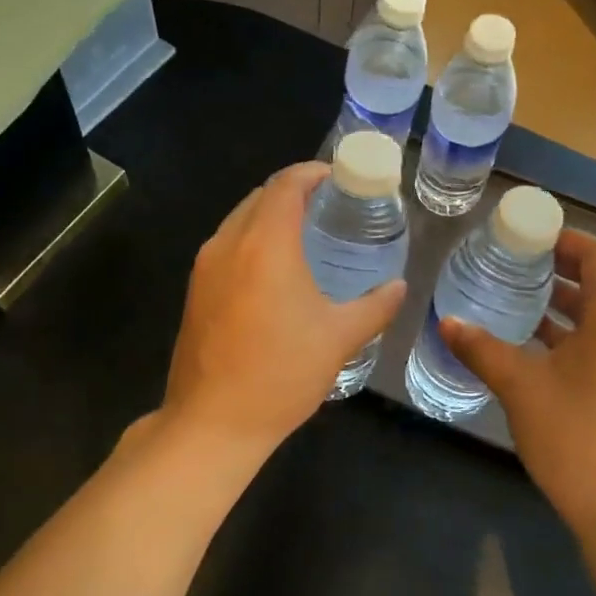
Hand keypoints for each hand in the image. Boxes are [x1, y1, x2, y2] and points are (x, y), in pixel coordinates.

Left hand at [162, 162, 406, 458]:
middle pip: (259, 197)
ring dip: (269, 215)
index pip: (285, 185)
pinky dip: (251, 239)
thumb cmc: (281, 374)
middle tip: (327, 204)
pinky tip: (274, 268)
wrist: (213, 423)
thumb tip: (399, 287)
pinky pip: (226, 245)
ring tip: (304, 231)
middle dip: (292, 191)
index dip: (311, 173)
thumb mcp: (339, 338)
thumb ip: (375, 306)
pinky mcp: (195, 290)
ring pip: (239, 220)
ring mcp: (205, 267)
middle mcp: (228, 244)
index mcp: (265, 245)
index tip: (337, 176)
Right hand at [440, 231, 595, 548]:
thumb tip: (446, 321)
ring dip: (561, 303)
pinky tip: (532, 343)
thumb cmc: (574, 438)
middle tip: (511, 263)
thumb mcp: (519, 387)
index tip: (525, 236)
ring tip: (514, 297)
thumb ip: (481, 348)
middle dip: (556, 269)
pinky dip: (571, 332)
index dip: (563, 239)